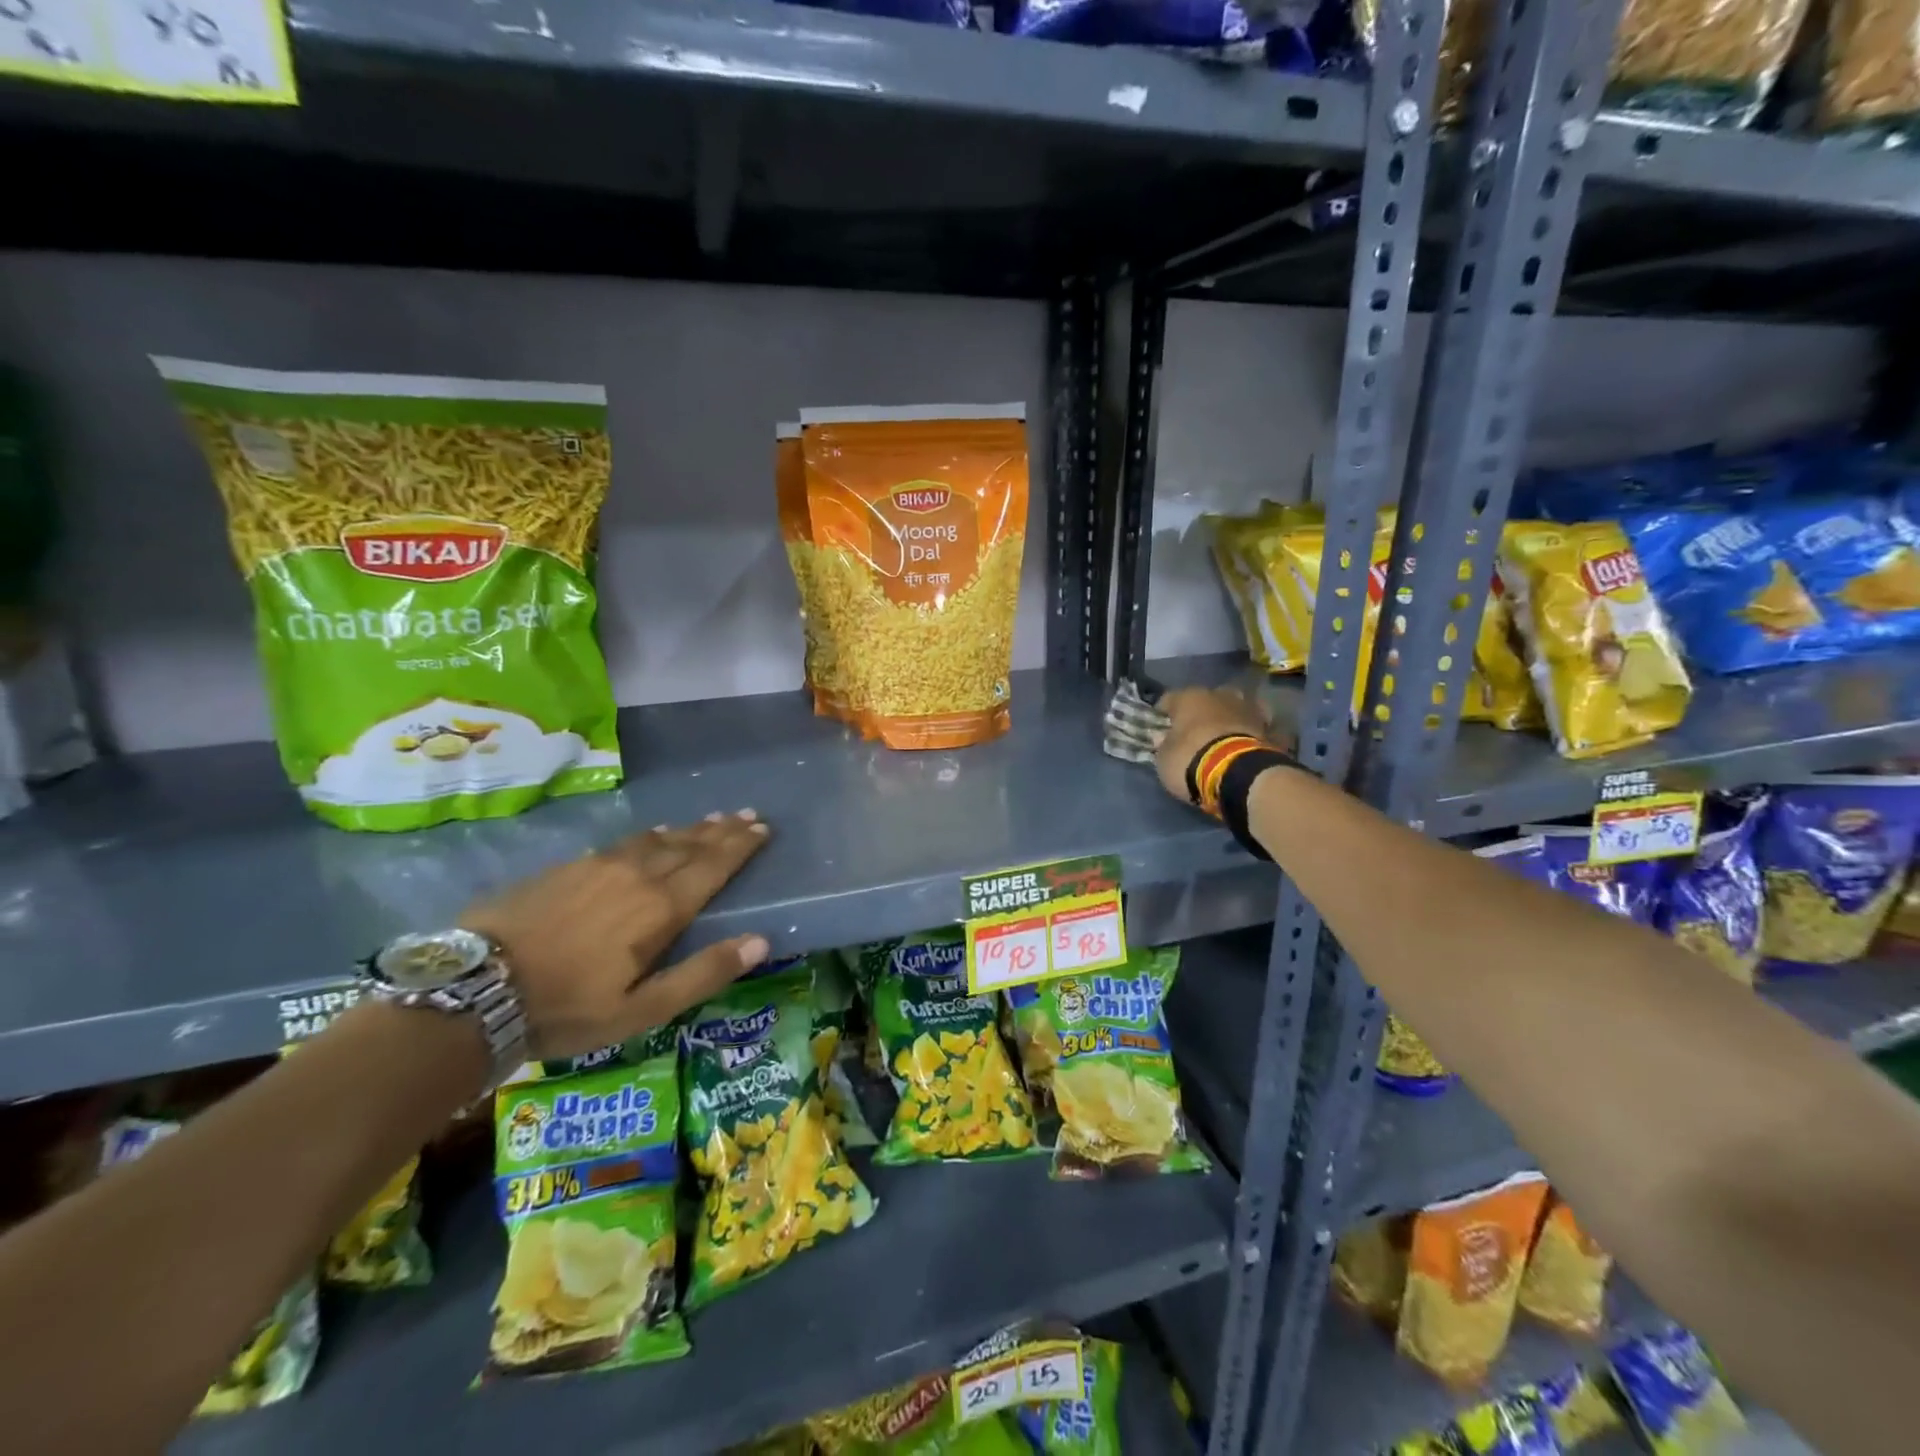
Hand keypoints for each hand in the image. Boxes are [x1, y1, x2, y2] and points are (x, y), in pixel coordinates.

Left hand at [461, 810, 771, 1059]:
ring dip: (689, 829)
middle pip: (689, 845)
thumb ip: (703, 973)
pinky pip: (623, 842)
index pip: (713, 866)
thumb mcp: (642, 1009)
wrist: (475, 988)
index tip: (763, 829)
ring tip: (710, 820)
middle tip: (746, 816)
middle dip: (722, 831)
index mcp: (662, 908)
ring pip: (657, 839)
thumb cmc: (567, 1008)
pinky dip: (649, 836)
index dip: (741, 847)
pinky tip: (651, 834)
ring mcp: (600, 866)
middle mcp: (638, 875)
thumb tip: (760, 941)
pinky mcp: (568, 867)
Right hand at [1153, 686, 1276, 804]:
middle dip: (1201, 713)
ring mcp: (1248, 708)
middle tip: (1195, 733)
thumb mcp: (1164, 758)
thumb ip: (1163, 745)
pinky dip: (1252, 731)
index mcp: (1189, 697)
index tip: (1159, 728)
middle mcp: (1220, 695)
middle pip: (1206, 699)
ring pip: (1235, 707)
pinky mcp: (1270, 726)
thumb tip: (1163, 737)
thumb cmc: (1192, 760)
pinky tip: (1248, 743)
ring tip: (1224, 737)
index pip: (1169, 699)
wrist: (1240, 774)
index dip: (1162, 714)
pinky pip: (1257, 725)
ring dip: (1229, 718)